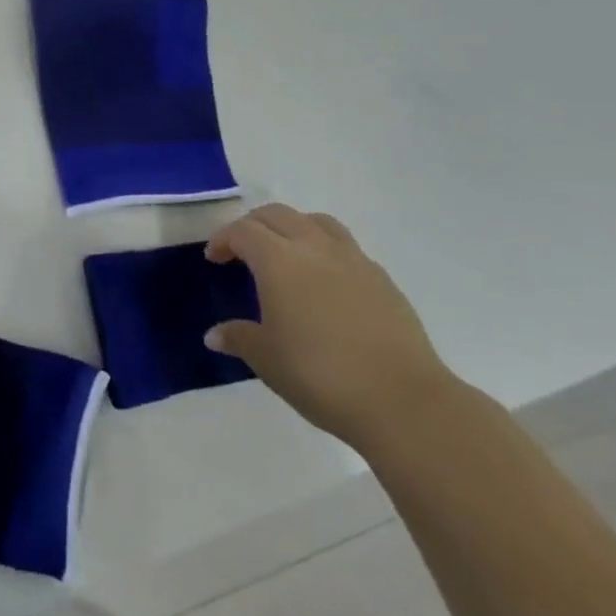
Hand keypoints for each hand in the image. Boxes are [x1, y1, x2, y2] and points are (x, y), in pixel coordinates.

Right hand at [205, 204, 457, 451]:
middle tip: (241, 250)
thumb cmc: (319, 375)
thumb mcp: (267, 360)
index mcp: (279, 261)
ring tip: (285, 254)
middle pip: (278, 215)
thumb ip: (239, 338)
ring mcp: (353, 260)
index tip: (214, 259)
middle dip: (253, 225)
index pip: (243, 231)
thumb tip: (214, 335)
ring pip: (316, 222)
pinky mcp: (382, 279)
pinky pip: (345, 247)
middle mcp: (314, 248)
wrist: (402, 400)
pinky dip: (324, 250)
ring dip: (292, 228)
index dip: (223, 239)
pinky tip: (324, 283)